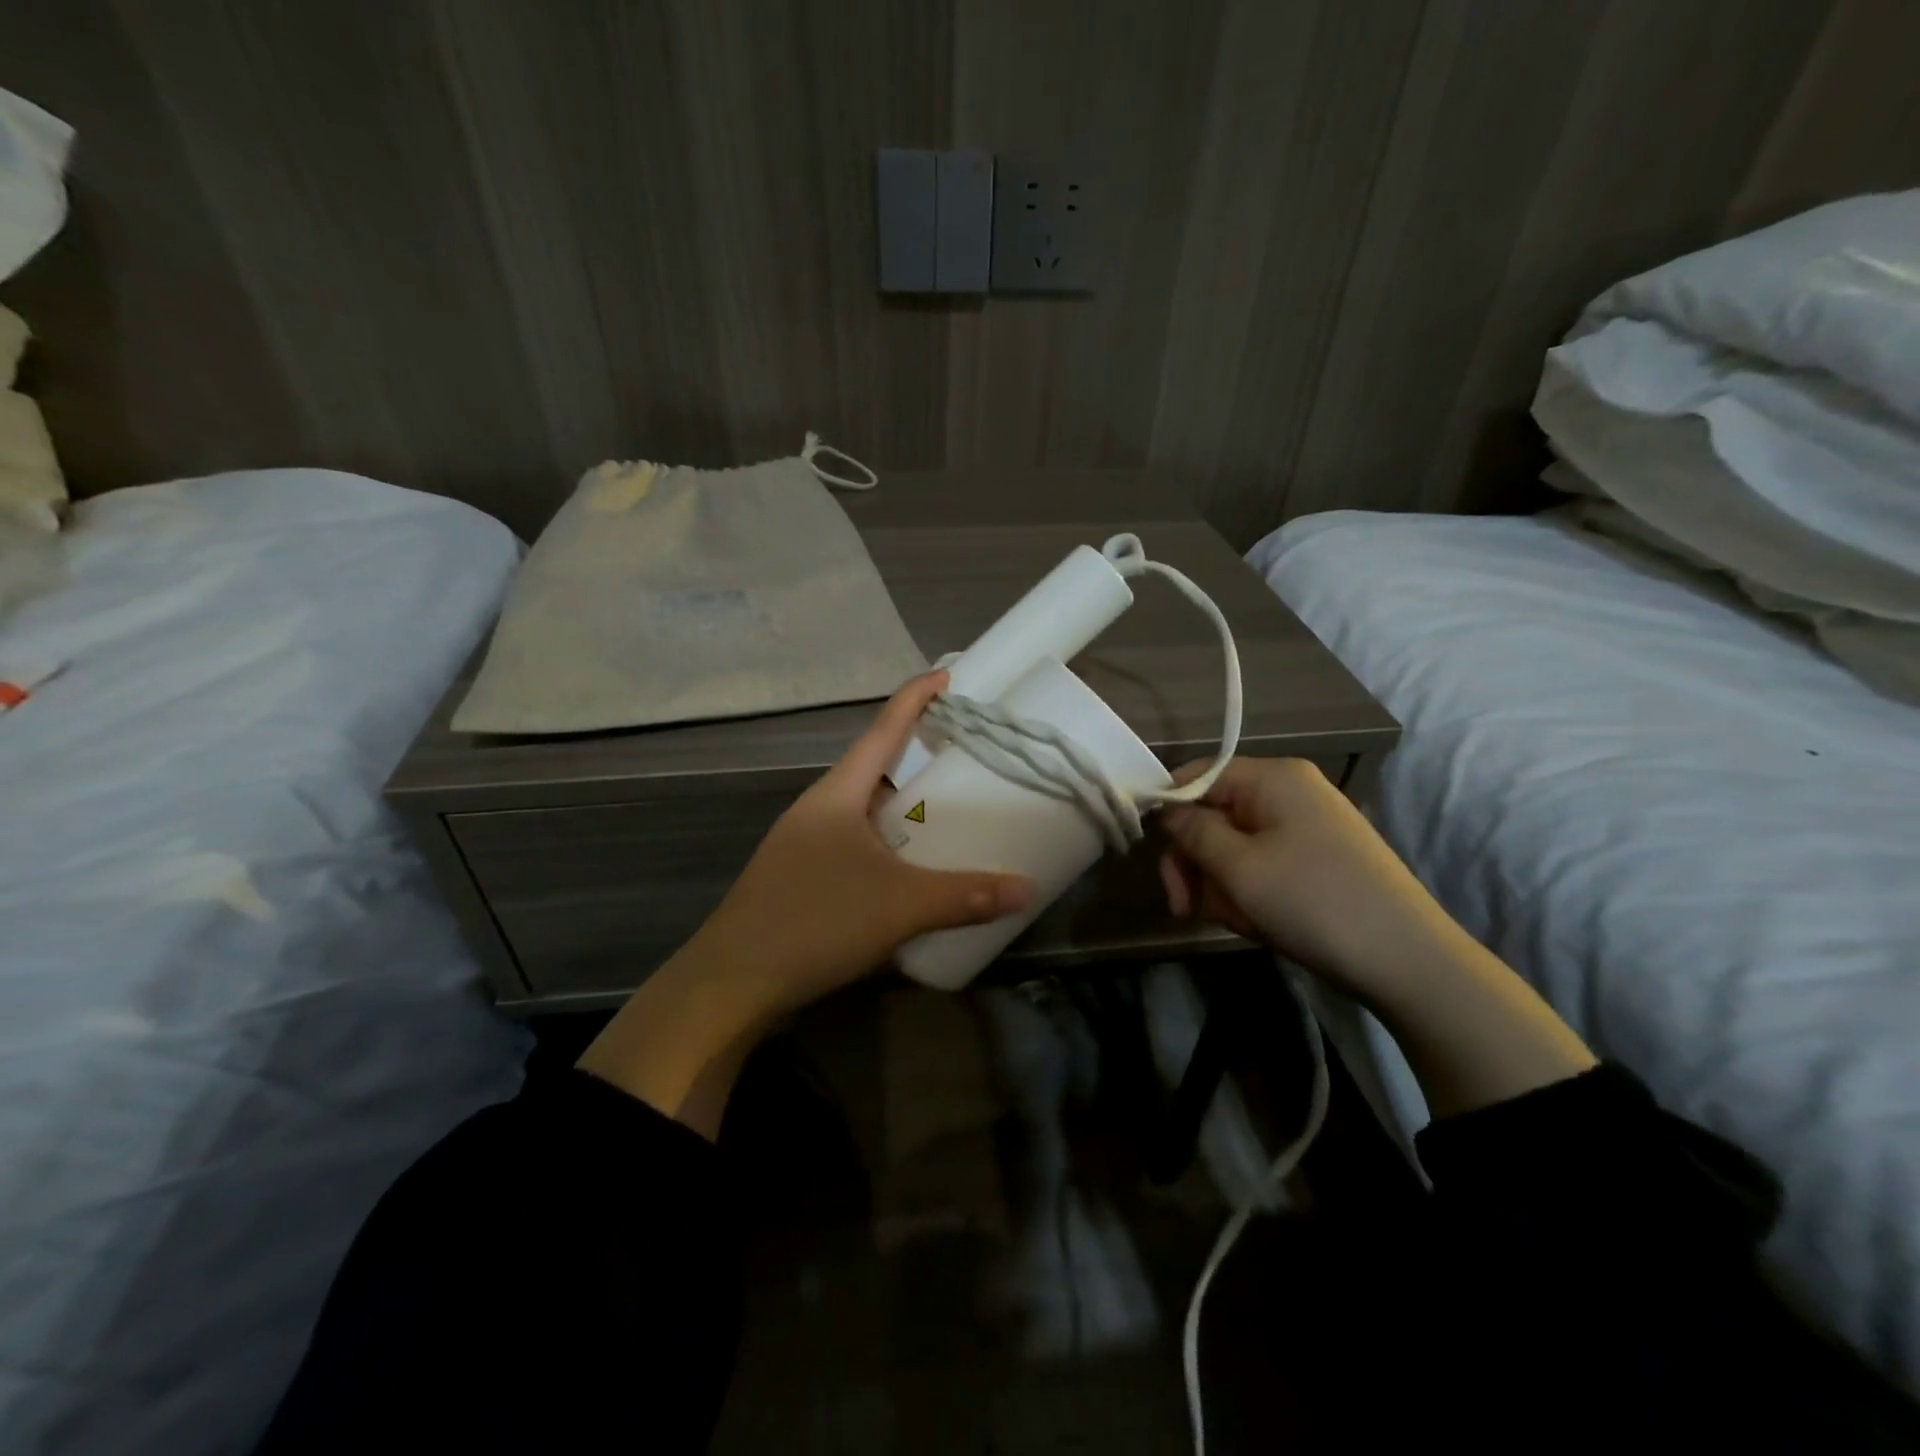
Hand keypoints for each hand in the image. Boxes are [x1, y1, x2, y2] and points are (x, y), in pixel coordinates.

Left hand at [678, 669, 1032, 1017]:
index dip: (916, 698)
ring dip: (901, 802)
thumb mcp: (900, 906)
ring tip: (945, 807)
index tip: (948, 676)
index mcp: (838, 794)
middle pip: (873, 766)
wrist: (732, 981)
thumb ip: (965, 896)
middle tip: (962, 750)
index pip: (883, 729)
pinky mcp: (802, 875)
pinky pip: (854, 841)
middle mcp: (819, 808)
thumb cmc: (816, 921)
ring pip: (863, 807)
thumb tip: (1028, 888)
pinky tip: (908, 866)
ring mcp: (805, 842)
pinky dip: (887, 840)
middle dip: (915, 752)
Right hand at [1158, 756, 1595, 1115]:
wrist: (1408, 962)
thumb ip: (1192, 832)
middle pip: (1213, 813)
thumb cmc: (1314, 902)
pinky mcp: (1315, 859)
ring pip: (1233, 845)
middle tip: (1182, 906)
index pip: (1197, 775)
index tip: (1150, 853)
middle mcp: (1289, 792)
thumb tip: (1165, 809)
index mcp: (1273, 778)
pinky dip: (1248, 892)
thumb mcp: (1239, 868)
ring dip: (1220, 883)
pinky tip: (1254, 922)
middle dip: (1193, 860)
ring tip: (1233, 921)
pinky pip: (1261, 864)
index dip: (1167, 809)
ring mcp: (1305, 826)